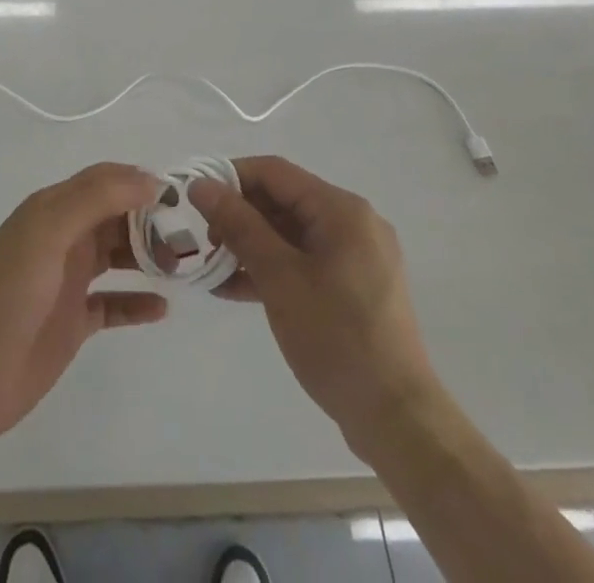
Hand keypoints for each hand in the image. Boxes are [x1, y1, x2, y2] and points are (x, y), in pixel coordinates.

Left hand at [0, 163, 167, 452]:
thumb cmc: (7, 294)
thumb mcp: (48, 232)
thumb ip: (95, 199)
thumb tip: (149, 180)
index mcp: (53, 209)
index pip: (105, 181)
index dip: (140, 182)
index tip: (183, 196)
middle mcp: (63, 237)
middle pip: (116, 217)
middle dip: (152, 221)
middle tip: (194, 236)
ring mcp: (68, 280)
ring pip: (117, 256)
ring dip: (149, 257)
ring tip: (186, 266)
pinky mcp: (72, 322)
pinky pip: (113, 303)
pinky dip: (137, 302)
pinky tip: (162, 308)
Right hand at [191, 157, 437, 451]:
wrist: (398, 420)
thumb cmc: (337, 338)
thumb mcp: (279, 277)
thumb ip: (239, 225)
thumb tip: (201, 185)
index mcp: (342, 210)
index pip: (275, 172)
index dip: (231, 178)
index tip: (196, 200)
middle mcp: (354, 223)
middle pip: (284, 200)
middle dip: (240, 216)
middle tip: (204, 241)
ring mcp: (357, 256)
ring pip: (291, 233)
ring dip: (251, 245)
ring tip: (212, 268)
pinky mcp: (355, 287)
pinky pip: (305, 261)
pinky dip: (273, 268)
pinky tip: (236, 288)